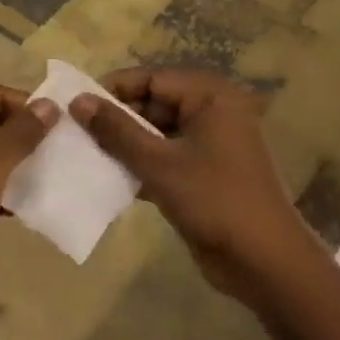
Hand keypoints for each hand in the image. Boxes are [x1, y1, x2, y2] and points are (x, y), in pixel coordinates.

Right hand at [69, 67, 322, 307]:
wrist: (264, 261)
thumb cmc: (214, 201)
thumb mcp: (160, 164)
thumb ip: (117, 131)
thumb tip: (78, 101)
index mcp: (211, 97)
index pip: (152, 78)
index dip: (113, 89)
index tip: (75, 105)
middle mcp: (213, 113)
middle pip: (154, 104)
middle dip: (117, 119)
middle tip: (75, 132)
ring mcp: (210, 146)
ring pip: (157, 134)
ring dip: (125, 146)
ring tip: (84, 155)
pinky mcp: (204, 175)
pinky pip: (165, 159)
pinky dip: (141, 166)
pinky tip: (108, 180)